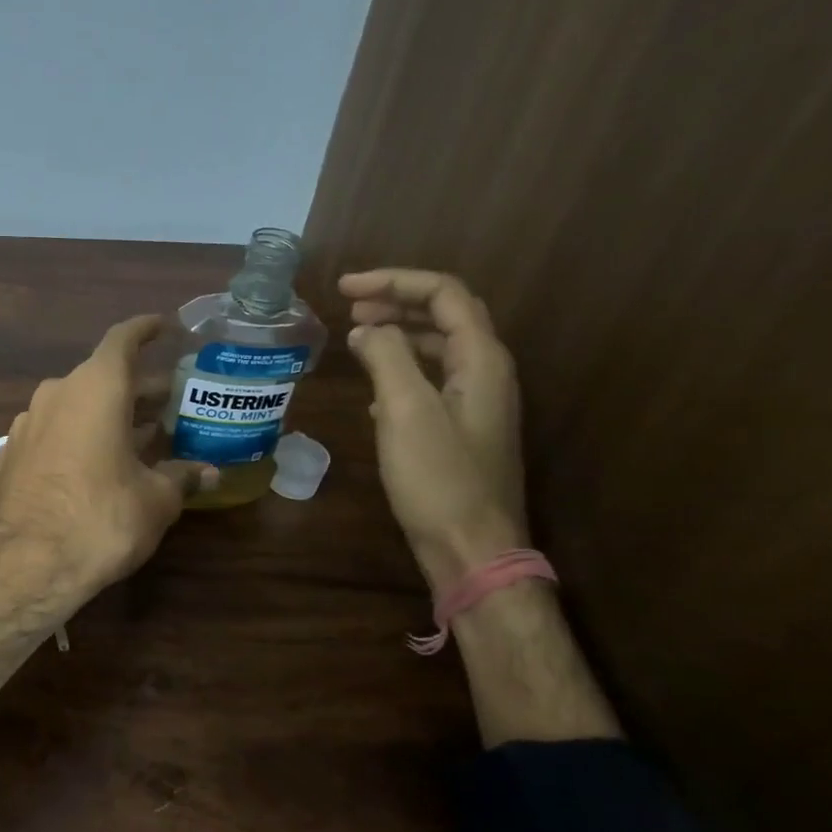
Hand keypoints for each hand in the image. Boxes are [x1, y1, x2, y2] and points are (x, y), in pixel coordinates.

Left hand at [0, 315, 214, 615]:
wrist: (28, 566)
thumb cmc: (102, 520)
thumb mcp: (155, 500)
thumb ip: (182, 477)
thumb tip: (209, 473)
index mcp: (95, 388)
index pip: (122, 339)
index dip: (145, 329)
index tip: (164, 326)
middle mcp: (57, 393)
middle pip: (102, 376)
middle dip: (138, 387)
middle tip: (171, 400)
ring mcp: (27, 422)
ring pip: (76, 403)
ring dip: (108, 413)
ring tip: (141, 433)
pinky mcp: (10, 453)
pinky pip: (54, 430)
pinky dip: (79, 434)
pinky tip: (97, 462)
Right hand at [339, 269, 527, 594]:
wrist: (471, 550)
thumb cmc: (438, 478)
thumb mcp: (405, 410)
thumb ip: (386, 357)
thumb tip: (365, 330)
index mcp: (482, 360)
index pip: (444, 294)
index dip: (394, 281)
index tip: (344, 289)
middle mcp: (487, 373)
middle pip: (446, 315)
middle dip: (397, 301)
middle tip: (349, 306)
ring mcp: (477, 404)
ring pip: (439, 348)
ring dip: (399, 334)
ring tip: (357, 336)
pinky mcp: (462, 430)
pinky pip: (432, 380)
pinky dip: (401, 369)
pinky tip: (372, 387)